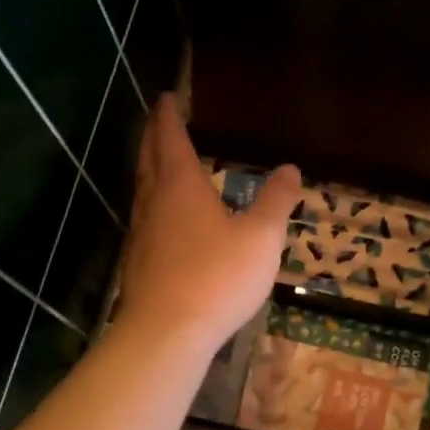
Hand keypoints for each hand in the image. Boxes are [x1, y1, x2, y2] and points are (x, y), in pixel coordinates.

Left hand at [115, 94, 301, 352]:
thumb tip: (291, 168)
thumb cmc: (217, 276)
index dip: (169, 116)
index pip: (171, 139)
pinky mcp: (139, 263)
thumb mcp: (261, 237)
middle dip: (153, 137)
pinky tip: (166, 221)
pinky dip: (154, 205)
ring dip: (150, 171)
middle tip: (158, 121)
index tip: (166, 97)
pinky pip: (146, 219)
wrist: (167, 332)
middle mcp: (154, 203)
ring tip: (161, 165)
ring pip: (143, 191)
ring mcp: (142, 234)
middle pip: (148, 160)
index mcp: (181, 186)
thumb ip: (276, 201)